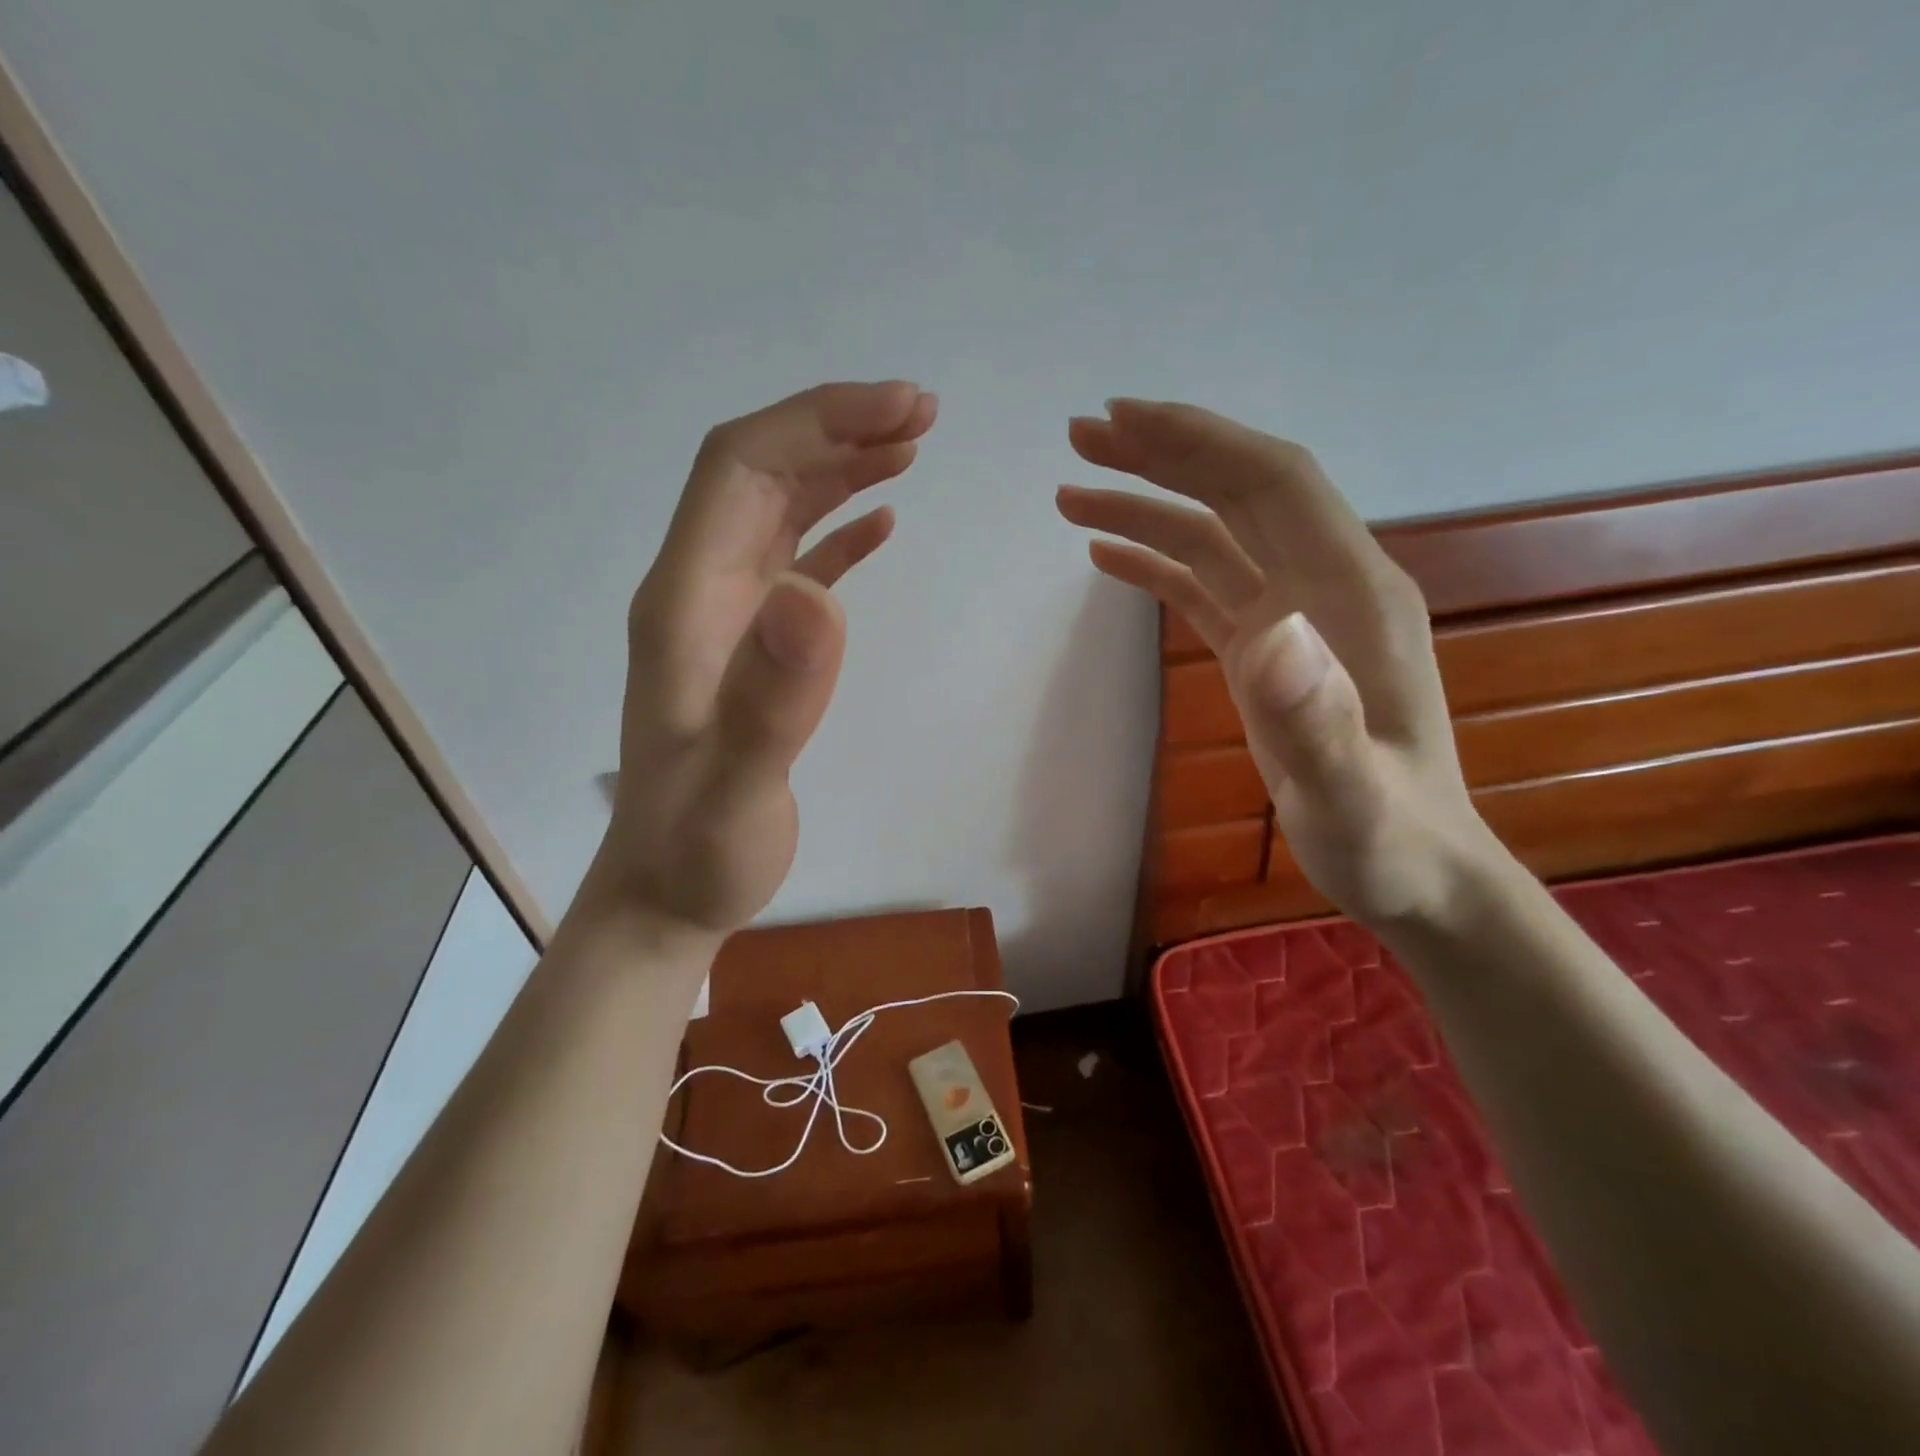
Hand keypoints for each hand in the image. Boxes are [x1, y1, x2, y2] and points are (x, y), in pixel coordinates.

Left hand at [589, 380, 936, 939]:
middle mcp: (698, 591)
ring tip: (911, 445)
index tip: (899, 412)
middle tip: (923, 414)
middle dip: (837, 426)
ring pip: (779, 508)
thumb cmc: (697, 851)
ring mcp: (725, 616)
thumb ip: (771, 700)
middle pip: (760, 472)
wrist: (665, 894)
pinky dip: (838, 529)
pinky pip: (795, 561)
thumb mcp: (736, 791)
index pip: (741, 469)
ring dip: (841, 466)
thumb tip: (819, 596)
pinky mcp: (752, 646)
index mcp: (685, 602)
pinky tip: (881, 520)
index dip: (816, 422)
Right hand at [1057, 399, 1495, 928]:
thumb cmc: (1390, 841)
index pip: (1274, 485)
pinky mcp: (1270, 650)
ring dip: (1147, 507)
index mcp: (1353, 597)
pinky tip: (1107, 558)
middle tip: (1081, 437)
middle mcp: (1326, 587)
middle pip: (1240, 492)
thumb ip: (1318, 720)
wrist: (1419, 873)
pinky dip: (1157, 564)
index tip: (1123, 421)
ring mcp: (1296, 618)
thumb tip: (1269, 633)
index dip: (1201, 442)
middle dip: (1162, 455)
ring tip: (1071, 497)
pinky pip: (1207, 586)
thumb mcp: (1354, 798)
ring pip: (1215, 536)